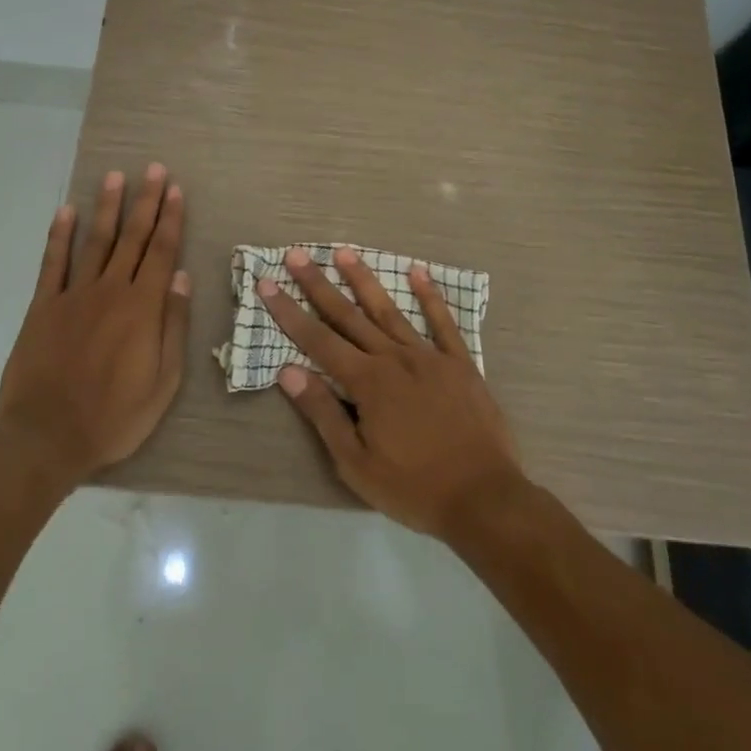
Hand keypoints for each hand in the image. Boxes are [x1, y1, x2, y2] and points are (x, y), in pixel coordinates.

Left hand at [0, 164, 190, 483]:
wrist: (47, 436)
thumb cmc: (114, 417)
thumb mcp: (163, 382)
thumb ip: (172, 326)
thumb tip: (181, 278)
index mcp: (142, 309)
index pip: (161, 253)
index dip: (170, 219)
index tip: (175, 190)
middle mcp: (110, 291)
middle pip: (131, 238)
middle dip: (145, 202)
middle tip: (153, 169)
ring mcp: (73, 295)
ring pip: (95, 242)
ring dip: (107, 207)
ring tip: (115, 177)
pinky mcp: (43, 306)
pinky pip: (53, 263)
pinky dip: (59, 235)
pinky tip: (66, 211)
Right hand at [258, 247, 527, 539]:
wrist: (484, 498)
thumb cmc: (413, 487)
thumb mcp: (356, 463)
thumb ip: (323, 413)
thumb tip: (288, 372)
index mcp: (367, 382)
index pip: (318, 340)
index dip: (289, 312)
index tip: (267, 284)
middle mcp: (394, 358)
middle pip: (349, 316)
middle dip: (319, 284)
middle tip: (297, 255)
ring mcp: (430, 357)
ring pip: (389, 310)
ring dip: (364, 280)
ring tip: (344, 252)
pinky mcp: (460, 364)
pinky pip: (443, 323)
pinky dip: (430, 296)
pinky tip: (419, 271)